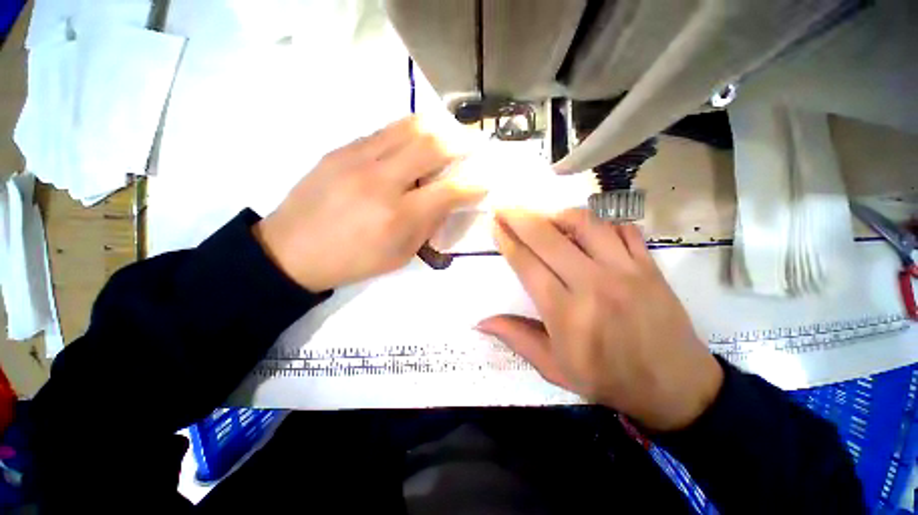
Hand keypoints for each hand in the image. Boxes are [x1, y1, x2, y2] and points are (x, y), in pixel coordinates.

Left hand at [254, 116, 484, 291]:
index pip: (449, 191)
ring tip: (449, 135)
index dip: (474, 185)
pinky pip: (385, 130)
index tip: (485, 182)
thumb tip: (447, 200)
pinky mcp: (341, 149)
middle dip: (461, 143)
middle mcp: (381, 181)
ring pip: (409, 127)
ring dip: (437, 128)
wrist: (291, 250)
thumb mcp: (400, 256)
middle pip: (432, 145)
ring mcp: (357, 159)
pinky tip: (415, 141)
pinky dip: (410, 131)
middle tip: (473, 145)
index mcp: (397, 217)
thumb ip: (427, 225)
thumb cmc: (353, 261)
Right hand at [477, 209, 722, 431]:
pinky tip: (587, 226)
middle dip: (520, 218)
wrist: (675, 387)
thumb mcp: (554, 368)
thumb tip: (480, 322)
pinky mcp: (649, 266)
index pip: (527, 265)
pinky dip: (601, 221)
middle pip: (548, 238)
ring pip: (586, 224)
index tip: (495, 224)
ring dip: (558, 214)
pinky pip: (622, 228)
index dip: (507, 241)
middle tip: (504, 207)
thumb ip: (516, 338)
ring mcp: (625, 271)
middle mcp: (593, 284)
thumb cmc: (607, 380)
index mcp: (566, 313)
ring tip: (544, 217)